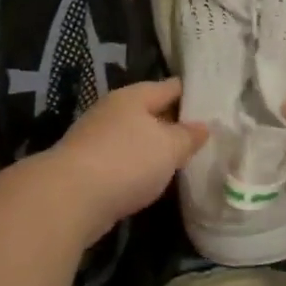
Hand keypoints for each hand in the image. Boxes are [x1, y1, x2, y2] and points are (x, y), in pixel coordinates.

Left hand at [47, 79, 207, 234]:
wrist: (70, 198)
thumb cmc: (126, 161)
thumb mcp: (168, 147)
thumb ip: (188, 136)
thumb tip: (203, 126)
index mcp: (133, 96)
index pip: (170, 87)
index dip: (193, 93)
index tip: (215, 103)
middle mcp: (113, 111)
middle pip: (151, 111)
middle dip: (174, 122)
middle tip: (204, 135)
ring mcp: (97, 138)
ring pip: (136, 137)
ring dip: (155, 147)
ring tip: (183, 159)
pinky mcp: (88, 166)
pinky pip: (123, 160)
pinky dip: (139, 167)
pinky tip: (153, 179)